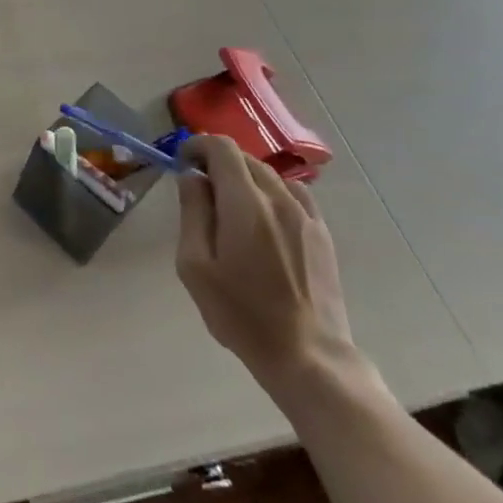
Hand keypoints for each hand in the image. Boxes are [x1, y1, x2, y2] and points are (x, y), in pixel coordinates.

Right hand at [175, 135, 356, 391]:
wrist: (308, 356)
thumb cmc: (242, 314)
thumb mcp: (196, 266)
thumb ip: (193, 213)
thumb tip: (192, 177)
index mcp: (245, 203)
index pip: (222, 148)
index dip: (197, 145)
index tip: (182, 163)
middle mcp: (278, 199)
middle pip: (244, 158)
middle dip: (216, 162)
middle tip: (199, 189)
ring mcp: (305, 215)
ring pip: (268, 175)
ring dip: (243, 178)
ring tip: (229, 207)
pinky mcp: (321, 233)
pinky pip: (292, 194)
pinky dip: (270, 192)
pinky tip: (262, 218)